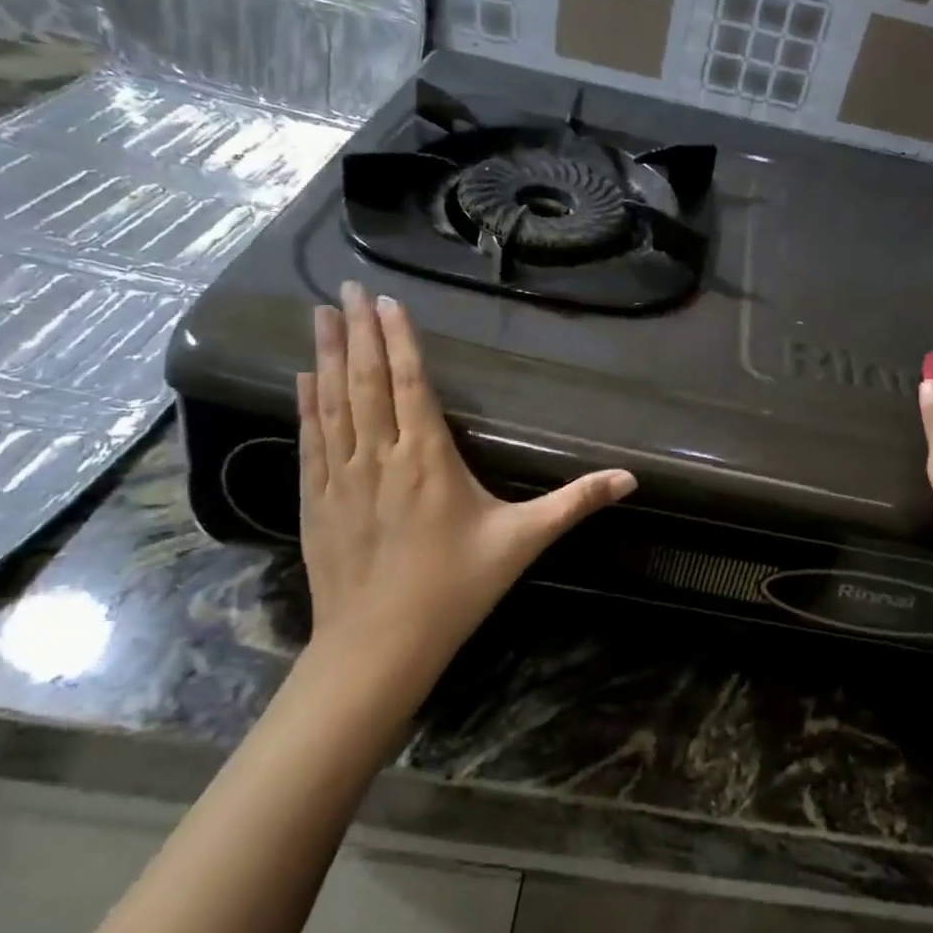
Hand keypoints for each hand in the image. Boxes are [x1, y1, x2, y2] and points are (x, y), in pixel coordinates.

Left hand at [297, 282, 636, 682]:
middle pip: (367, 381)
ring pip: (333, 402)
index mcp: (429, 458)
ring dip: (326, 355)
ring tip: (319, 314)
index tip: (385, 300)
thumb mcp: (522, 542)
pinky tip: (301, 379)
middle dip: (357, 330)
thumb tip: (630, 479)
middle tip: (344, 286)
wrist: (378, 646)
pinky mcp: (315, 500)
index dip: (400, 338)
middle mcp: (380, 456)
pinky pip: (310, 440)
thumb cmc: (456, 588)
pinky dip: (306, 405)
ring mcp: (341, 477)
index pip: (411, 383)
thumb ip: (574, 504)